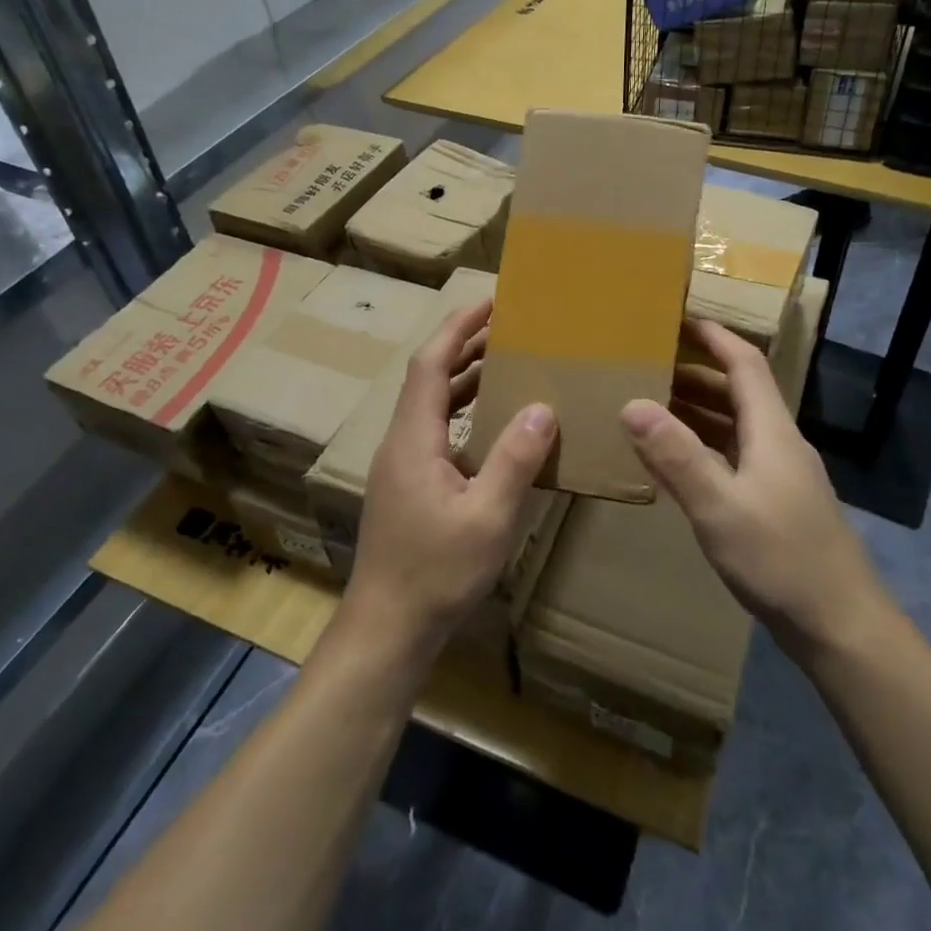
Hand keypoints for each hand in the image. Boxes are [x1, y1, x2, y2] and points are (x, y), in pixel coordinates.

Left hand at [343, 301, 555, 662]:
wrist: (388, 627)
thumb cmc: (436, 572)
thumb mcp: (487, 516)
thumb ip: (515, 459)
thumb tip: (543, 407)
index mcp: (413, 438)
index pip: (431, 363)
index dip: (458, 328)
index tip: (490, 302)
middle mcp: (401, 442)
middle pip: (429, 378)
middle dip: (466, 347)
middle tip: (510, 328)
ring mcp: (402, 466)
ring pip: (432, 406)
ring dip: (466, 380)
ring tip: (508, 364)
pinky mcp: (408, 486)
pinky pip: (437, 432)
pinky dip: (464, 414)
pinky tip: (495, 426)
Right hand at [620, 320, 893, 651]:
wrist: (841, 626)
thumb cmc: (781, 560)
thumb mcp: (719, 507)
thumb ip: (676, 456)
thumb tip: (632, 404)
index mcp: (772, 431)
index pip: (745, 365)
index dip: (714, 337)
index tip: (679, 317)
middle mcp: (780, 444)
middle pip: (739, 392)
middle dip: (696, 371)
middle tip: (649, 363)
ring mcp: (781, 475)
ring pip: (736, 426)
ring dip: (698, 409)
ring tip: (653, 403)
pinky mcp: (776, 503)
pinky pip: (734, 456)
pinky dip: (704, 446)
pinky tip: (678, 461)